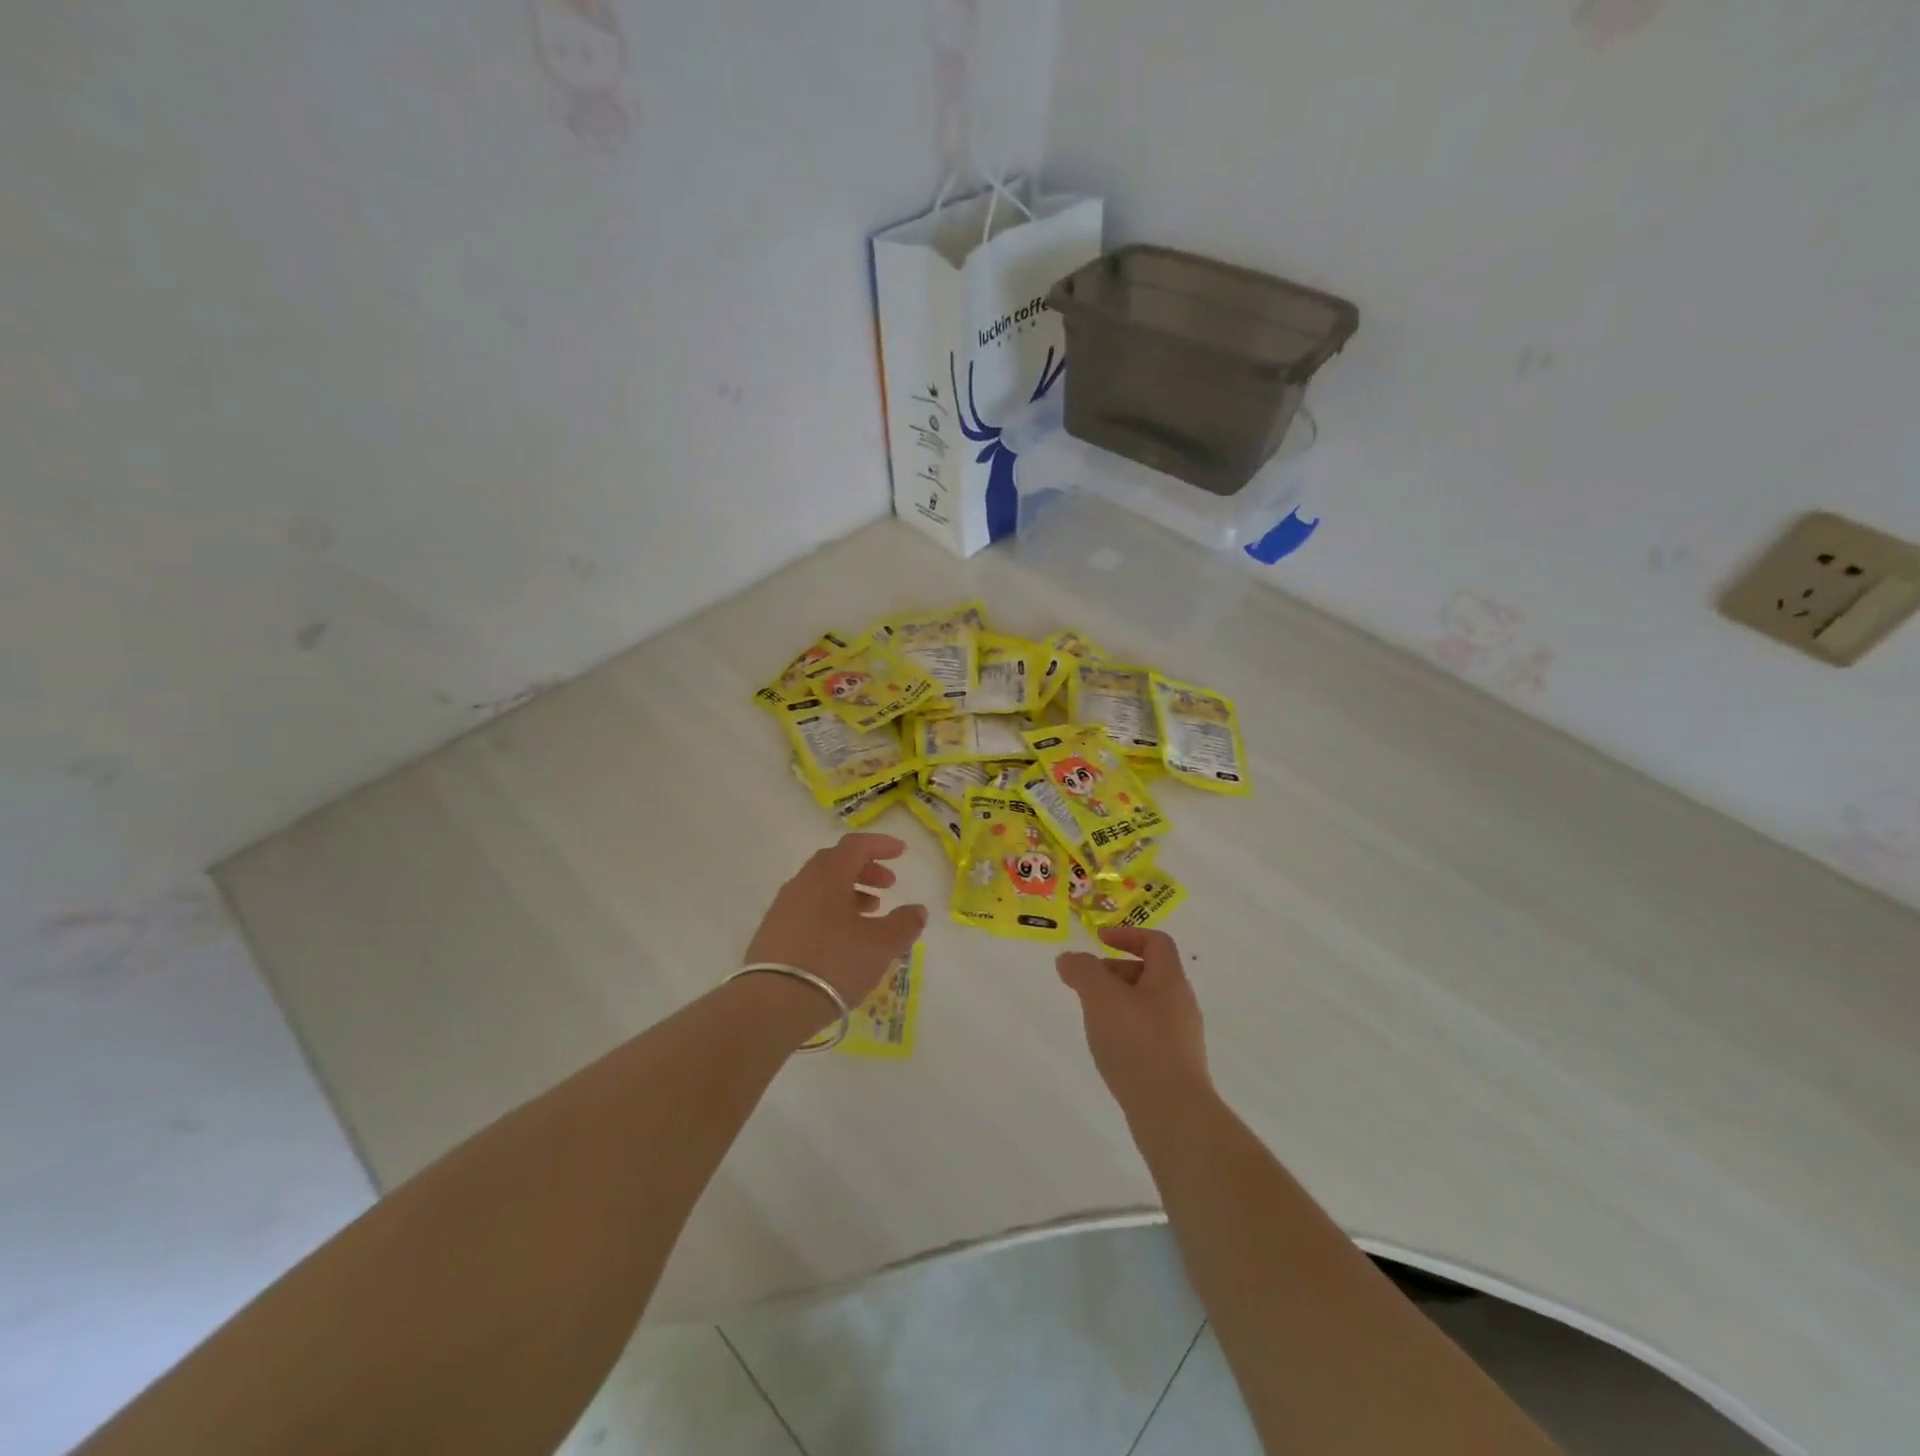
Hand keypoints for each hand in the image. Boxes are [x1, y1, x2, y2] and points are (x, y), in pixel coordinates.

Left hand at [745, 832, 927, 1013]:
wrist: (773, 1004)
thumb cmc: (834, 964)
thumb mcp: (881, 946)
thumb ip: (905, 924)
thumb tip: (917, 910)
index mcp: (828, 876)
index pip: (855, 845)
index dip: (881, 844)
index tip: (902, 852)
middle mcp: (802, 883)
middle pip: (836, 862)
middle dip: (865, 869)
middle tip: (889, 884)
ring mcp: (783, 908)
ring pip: (820, 886)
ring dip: (849, 891)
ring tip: (871, 911)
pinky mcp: (773, 932)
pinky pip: (808, 908)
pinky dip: (831, 910)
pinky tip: (843, 936)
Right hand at [1056, 926, 1210, 1113]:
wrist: (1173, 1114)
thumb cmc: (1137, 1044)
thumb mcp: (1101, 998)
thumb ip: (1082, 971)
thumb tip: (1070, 959)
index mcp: (1170, 980)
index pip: (1156, 942)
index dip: (1127, 934)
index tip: (1099, 941)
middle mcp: (1181, 1004)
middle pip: (1150, 974)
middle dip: (1115, 973)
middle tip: (1087, 986)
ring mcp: (1182, 1038)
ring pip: (1147, 1006)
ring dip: (1118, 1003)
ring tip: (1092, 1019)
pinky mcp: (1176, 1067)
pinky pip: (1149, 1035)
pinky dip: (1126, 1031)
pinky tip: (1109, 1051)